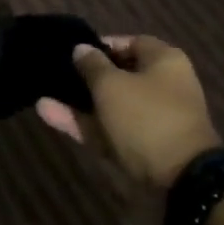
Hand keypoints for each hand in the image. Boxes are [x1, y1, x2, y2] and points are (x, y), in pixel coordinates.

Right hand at [36, 35, 220, 190]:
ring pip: (110, 106)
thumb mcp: (112, 85)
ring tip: (42, 100)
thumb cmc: (147, 117)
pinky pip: (108, 130)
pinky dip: (83, 124)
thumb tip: (81, 49)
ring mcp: (150, 120)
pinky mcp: (139, 148)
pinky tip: (49, 115)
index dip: (102, 45)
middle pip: (119, 76)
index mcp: (165, 62)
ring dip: (78, 104)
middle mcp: (161, 88)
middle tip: (57, 76)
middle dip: (87, 77)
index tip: (75, 51)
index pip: (131, 43)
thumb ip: (92, 65)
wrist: (181, 181)